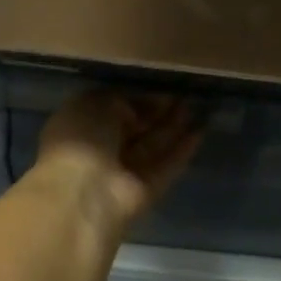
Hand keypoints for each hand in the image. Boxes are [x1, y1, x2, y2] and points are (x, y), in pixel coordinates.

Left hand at [32, 90, 202, 232]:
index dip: (138, 98)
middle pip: (135, 128)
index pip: (113, 108)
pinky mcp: (145, 190)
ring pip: (152, 146)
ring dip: (173, 128)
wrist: (83, 192)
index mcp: (80, 125)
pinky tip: (200, 133)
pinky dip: (181, 151)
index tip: (162, 88)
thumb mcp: (95, 102)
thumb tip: (144, 106)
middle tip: (184, 97)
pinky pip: (166, 166)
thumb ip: (122, 99)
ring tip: (198, 109)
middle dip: (158, 113)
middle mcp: (101, 149)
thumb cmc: (81, 138)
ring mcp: (124, 172)